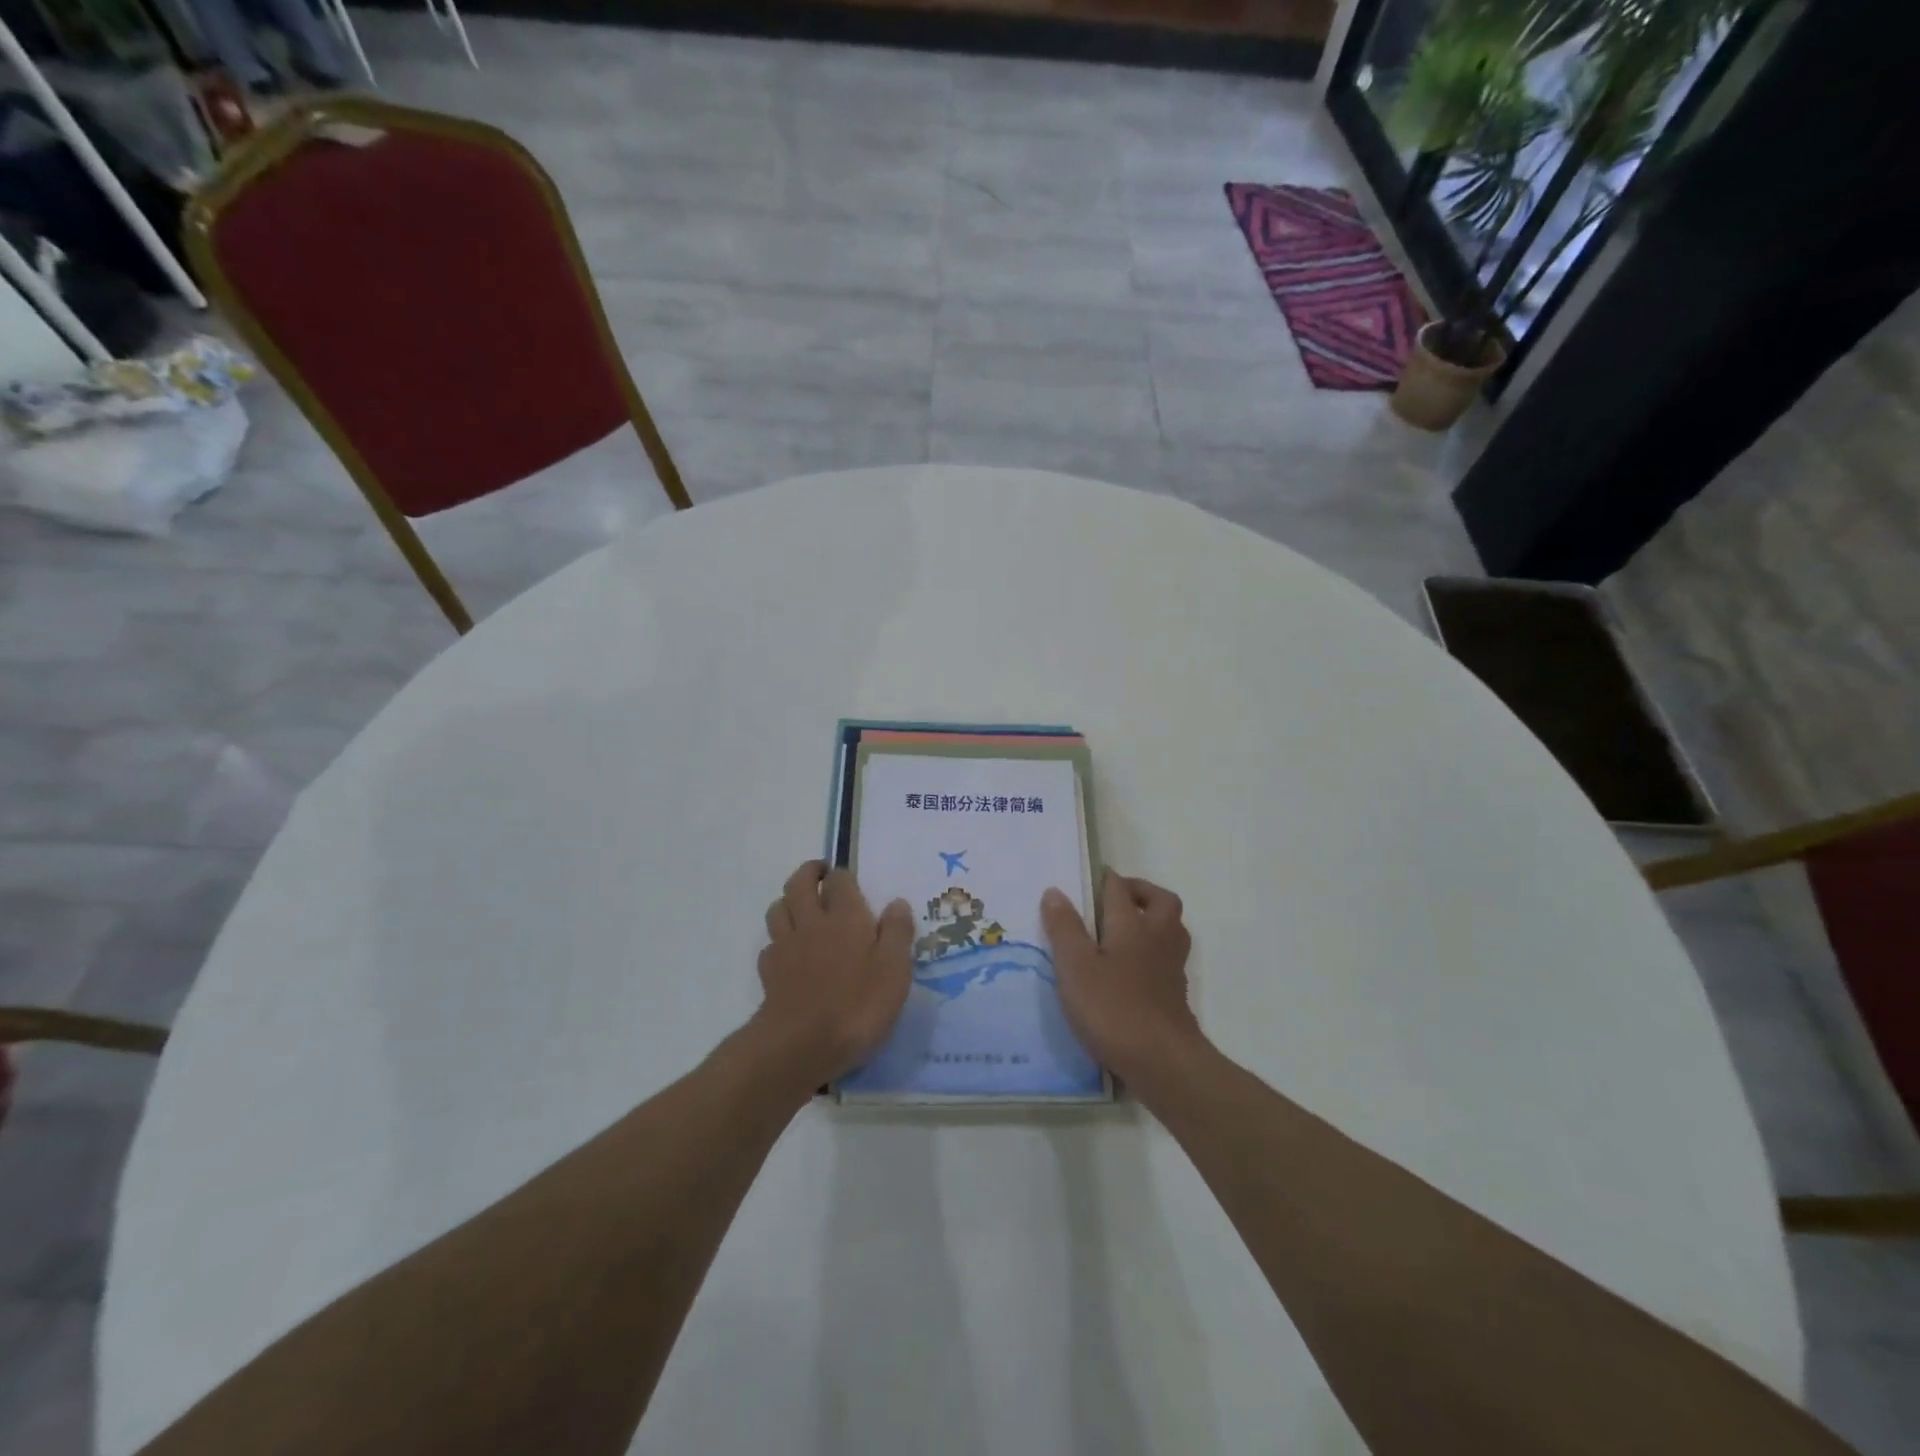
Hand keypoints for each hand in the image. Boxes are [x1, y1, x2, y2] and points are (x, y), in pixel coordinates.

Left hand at [756, 861, 912, 1087]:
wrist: (801, 1044)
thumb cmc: (858, 1005)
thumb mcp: (895, 970)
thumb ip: (897, 932)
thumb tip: (897, 902)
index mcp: (846, 917)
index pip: (839, 880)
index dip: (843, 875)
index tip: (849, 880)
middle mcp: (812, 922)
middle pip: (799, 884)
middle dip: (808, 873)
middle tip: (820, 875)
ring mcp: (786, 946)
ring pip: (778, 909)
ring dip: (788, 901)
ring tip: (801, 908)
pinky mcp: (769, 973)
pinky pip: (770, 945)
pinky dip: (778, 941)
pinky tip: (789, 953)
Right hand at [1042, 872, 1201, 1082]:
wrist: (1163, 1061)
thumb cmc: (1113, 1008)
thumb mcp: (1075, 966)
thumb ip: (1064, 927)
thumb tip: (1054, 891)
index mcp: (1131, 924)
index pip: (1119, 888)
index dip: (1104, 879)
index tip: (1087, 880)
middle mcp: (1157, 937)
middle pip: (1161, 900)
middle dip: (1140, 892)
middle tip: (1114, 900)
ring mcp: (1171, 966)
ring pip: (1170, 928)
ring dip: (1152, 920)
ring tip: (1124, 931)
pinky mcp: (1175, 993)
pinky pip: (1168, 957)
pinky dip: (1154, 952)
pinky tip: (1131, 970)